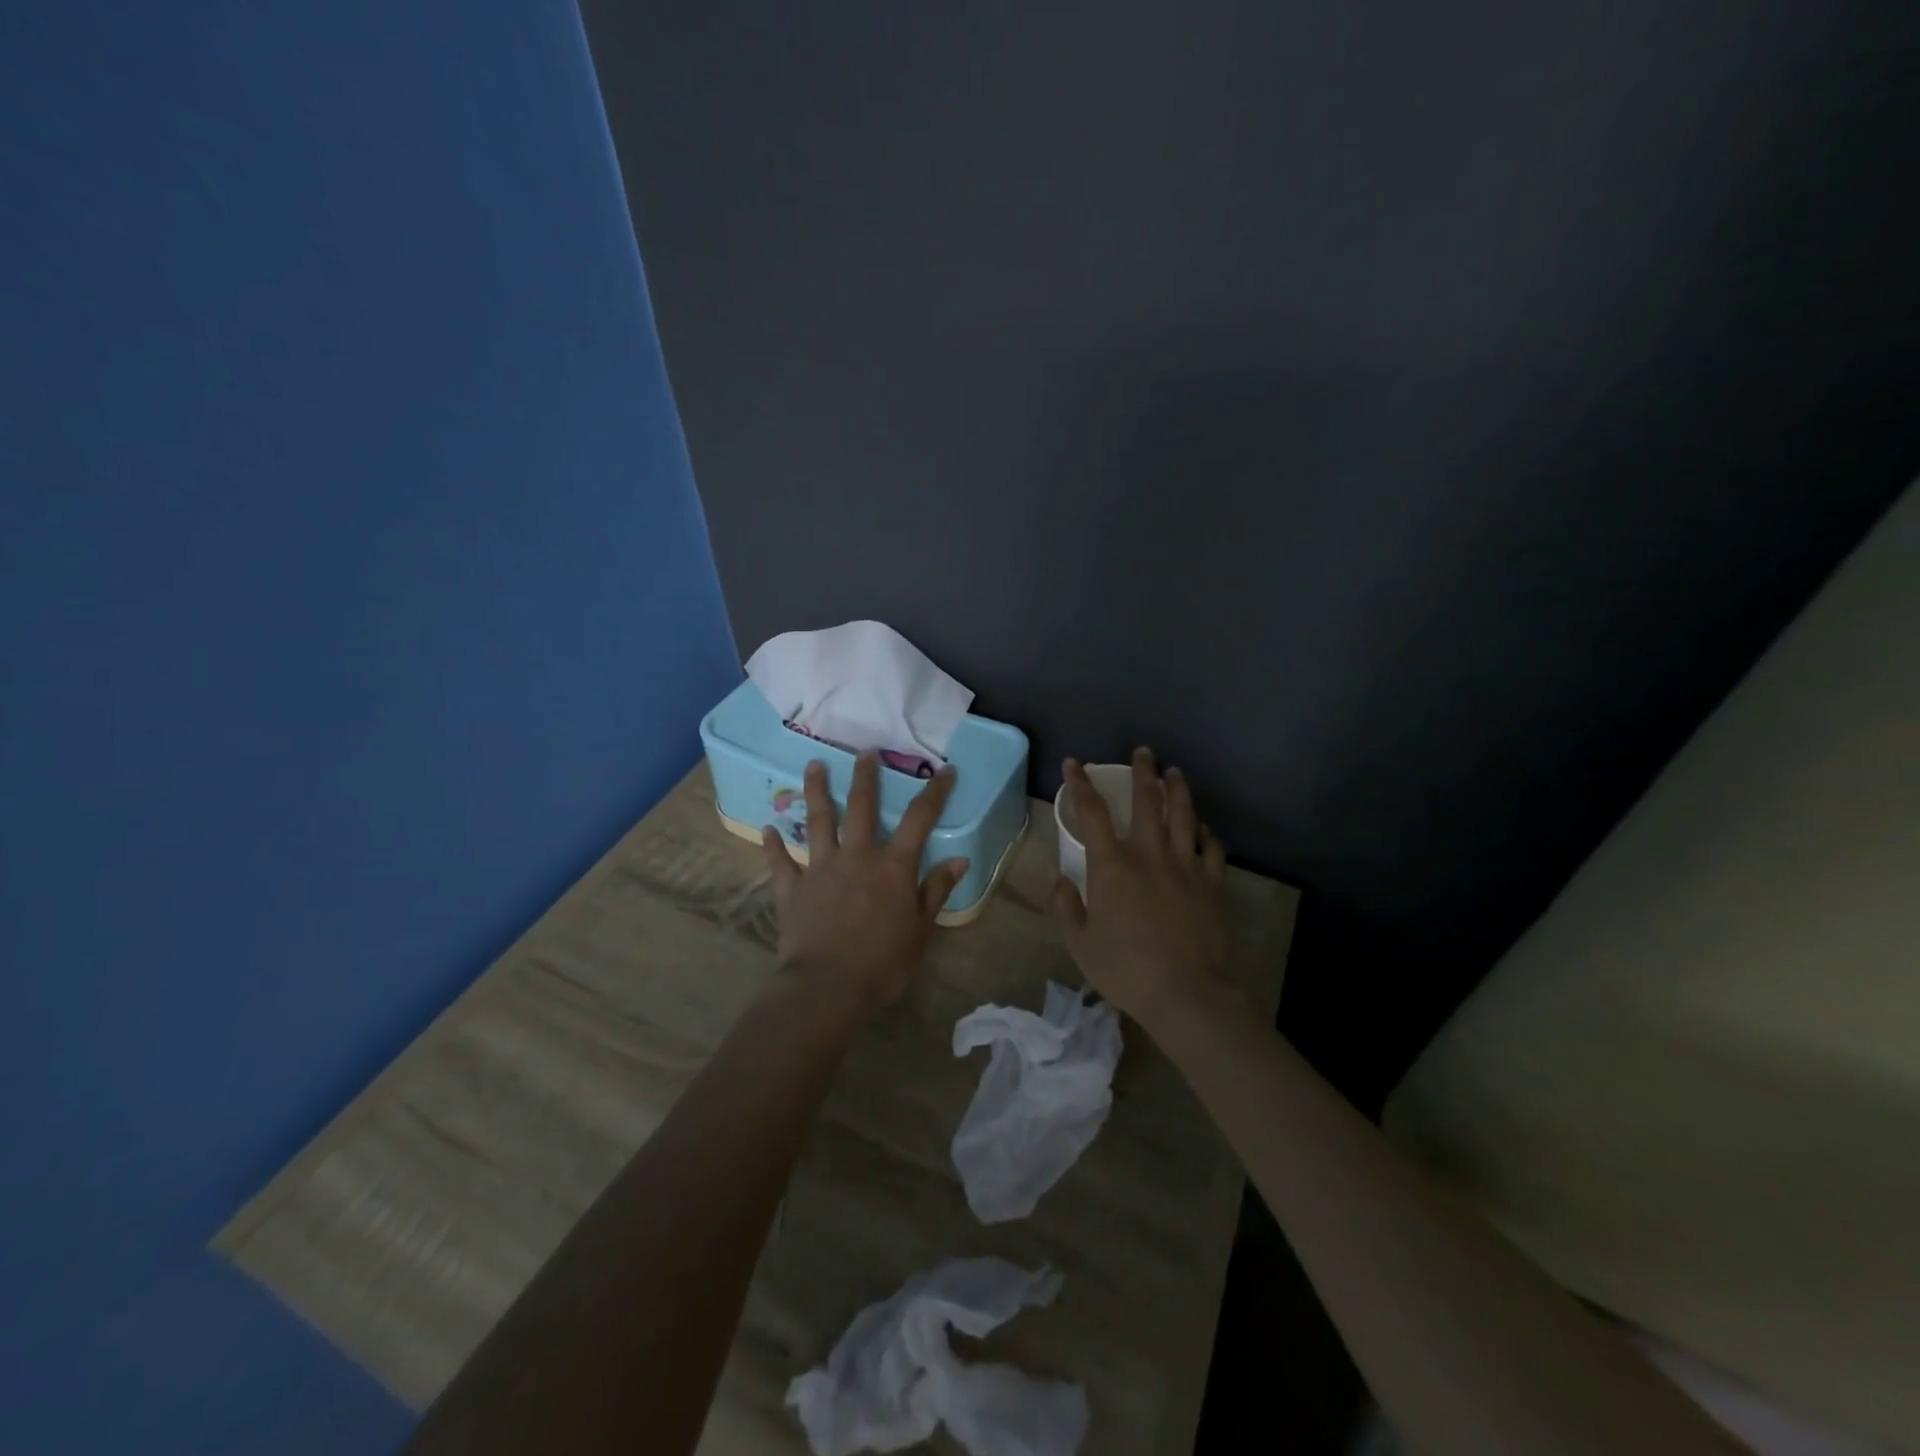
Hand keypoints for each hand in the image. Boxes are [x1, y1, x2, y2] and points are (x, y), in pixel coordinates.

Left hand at [762, 753, 969, 1013]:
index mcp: (892, 866)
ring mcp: (820, 868)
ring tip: (813, 765)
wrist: (826, 987)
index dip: (934, 793)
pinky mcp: (791, 888)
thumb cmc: (883, 963)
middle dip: (865, 776)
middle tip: (865, 751)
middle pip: (861, 806)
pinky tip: (768, 828)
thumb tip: (959, 860)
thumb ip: (935, 891)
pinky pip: (780, 862)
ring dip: (816, 791)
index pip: (920, 819)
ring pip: (817, 821)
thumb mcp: (920, 931)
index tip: (945, 770)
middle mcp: (856, 856)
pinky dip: (773, 845)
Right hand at [1052, 748, 1233, 1030]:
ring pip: (1183, 816)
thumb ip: (1066, 907)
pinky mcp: (1213, 884)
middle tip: (1143, 752)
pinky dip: (1206, 833)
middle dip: (1142, 772)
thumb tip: (1062, 880)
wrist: (1186, 993)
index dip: (1080, 785)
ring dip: (1178, 790)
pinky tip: (1203, 827)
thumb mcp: (1079, 943)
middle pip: (1147, 802)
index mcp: (1112, 866)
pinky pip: (1212, 849)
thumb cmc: (1125, 969)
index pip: (1091, 813)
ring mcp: (1186, 866)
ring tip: (1175, 772)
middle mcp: (1149, 855)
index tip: (1074, 764)